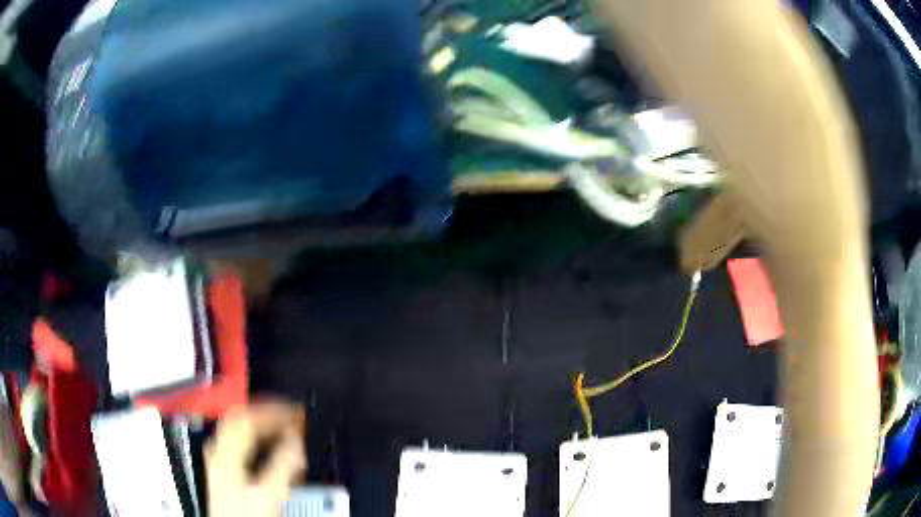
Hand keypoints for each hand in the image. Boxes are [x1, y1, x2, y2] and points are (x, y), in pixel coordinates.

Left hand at [206, 402, 306, 516]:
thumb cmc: (243, 516)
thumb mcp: (268, 493)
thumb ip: (282, 467)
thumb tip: (295, 443)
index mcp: (226, 456)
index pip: (248, 420)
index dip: (272, 413)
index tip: (292, 413)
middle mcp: (218, 454)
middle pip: (238, 420)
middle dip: (264, 413)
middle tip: (286, 414)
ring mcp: (217, 462)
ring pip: (233, 429)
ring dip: (256, 423)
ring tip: (276, 424)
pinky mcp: (220, 471)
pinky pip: (232, 442)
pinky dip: (250, 437)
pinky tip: (260, 445)